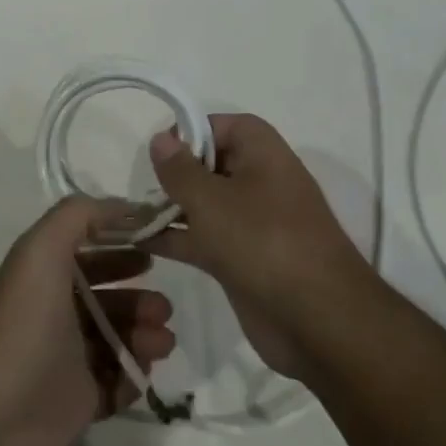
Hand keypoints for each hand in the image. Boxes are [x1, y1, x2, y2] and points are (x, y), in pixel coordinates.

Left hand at [0, 197, 175, 445]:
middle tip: (163, 306)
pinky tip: (140, 373)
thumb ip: (79, 215)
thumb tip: (125, 206)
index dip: (119, 244)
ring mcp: (68, 358)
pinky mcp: (80, 400)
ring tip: (161, 340)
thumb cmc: (22, 324)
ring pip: (119, 339)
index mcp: (44, 276)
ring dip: (145, 335)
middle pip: (108, 296)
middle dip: (139, 296)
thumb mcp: (41, 251)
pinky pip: (119, 382)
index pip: (87, 251)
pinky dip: (134, 375)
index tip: (156, 246)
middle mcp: (56, 312)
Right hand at [146, 114, 374, 382]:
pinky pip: (205, 239)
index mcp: (264, 155)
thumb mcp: (212, 200)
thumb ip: (180, 170)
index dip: (193, 130)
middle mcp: (261, 183)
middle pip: (213, 165)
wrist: (316, 319)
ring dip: (171, 208)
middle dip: (177, 172)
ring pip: (206, 205)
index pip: (226, 126)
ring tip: (129, 214)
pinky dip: (177, 238)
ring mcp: (253, 224)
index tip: (160, 148)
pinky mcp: (244, 260)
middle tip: (142, 185)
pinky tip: (140, 243)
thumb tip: (162, 139)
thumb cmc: (262, 242)